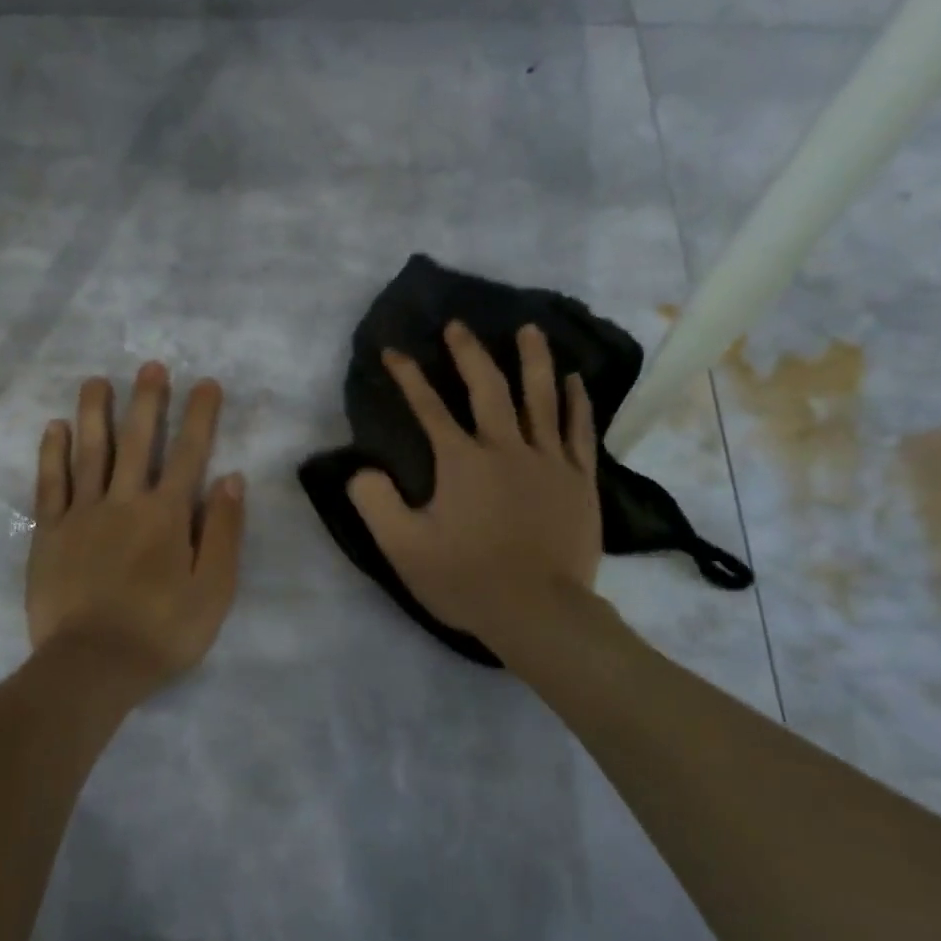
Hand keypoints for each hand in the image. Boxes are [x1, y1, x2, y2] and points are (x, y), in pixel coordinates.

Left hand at [27, 362, 245, 692]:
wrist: (91, 667)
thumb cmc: (161, 633)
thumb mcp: (213, 591)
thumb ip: (224, 533)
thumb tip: (231, 479)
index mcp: (166, 515)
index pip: (189, 454)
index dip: (200, 416)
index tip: (205, 383)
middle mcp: (124, 502)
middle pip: (136, 441)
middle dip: (147, 400)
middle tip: (150, 365)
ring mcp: (82, 514)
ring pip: (89, 452)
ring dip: (94, 413)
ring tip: (96, 380)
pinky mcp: (49, 532)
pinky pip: (50, 484)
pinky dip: (53, 454)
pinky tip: (55, 428)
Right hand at [346, 322, 602, 655]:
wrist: (540, 614)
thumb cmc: (467, 580)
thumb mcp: (403, 548)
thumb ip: (375, 503)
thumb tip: (361, 468)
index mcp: (462, 461)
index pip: (428, 407)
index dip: (408, 376)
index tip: (393, 351)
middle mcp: (506, 448)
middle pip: (488, 387)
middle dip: (469, 353)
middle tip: (458, 326)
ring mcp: (549, 461)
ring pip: (541, 397)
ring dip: (532, 360)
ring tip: (528, 329)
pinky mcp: (579, 480)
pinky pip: (578, 429)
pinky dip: (576, 401)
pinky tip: (574, 379)